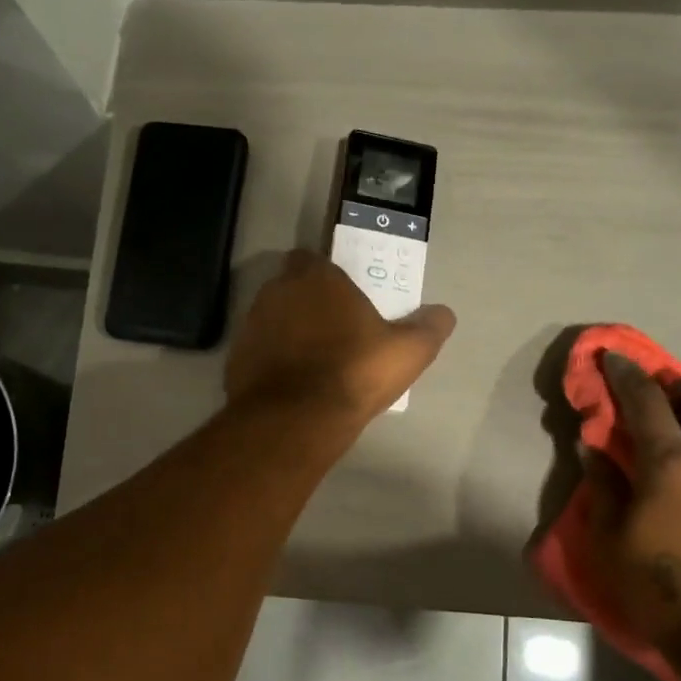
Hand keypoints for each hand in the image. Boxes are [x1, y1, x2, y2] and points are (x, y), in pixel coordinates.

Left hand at [225, 252, 455, 424]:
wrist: (295, 421)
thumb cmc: (354, 372)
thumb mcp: (408, 352)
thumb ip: (429, 328)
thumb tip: (444, 313)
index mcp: (315, 278)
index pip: (313, 259)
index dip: (329, 277)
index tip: (346, 300)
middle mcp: (276, 292)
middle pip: (291, 288)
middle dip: (308, 303)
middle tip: (335, 331)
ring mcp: (250, 326)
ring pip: (272, 319)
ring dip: (289, 332)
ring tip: (314, 362)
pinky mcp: (236, 360)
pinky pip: (259, 352)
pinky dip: (272, 362)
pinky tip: (292, 386)